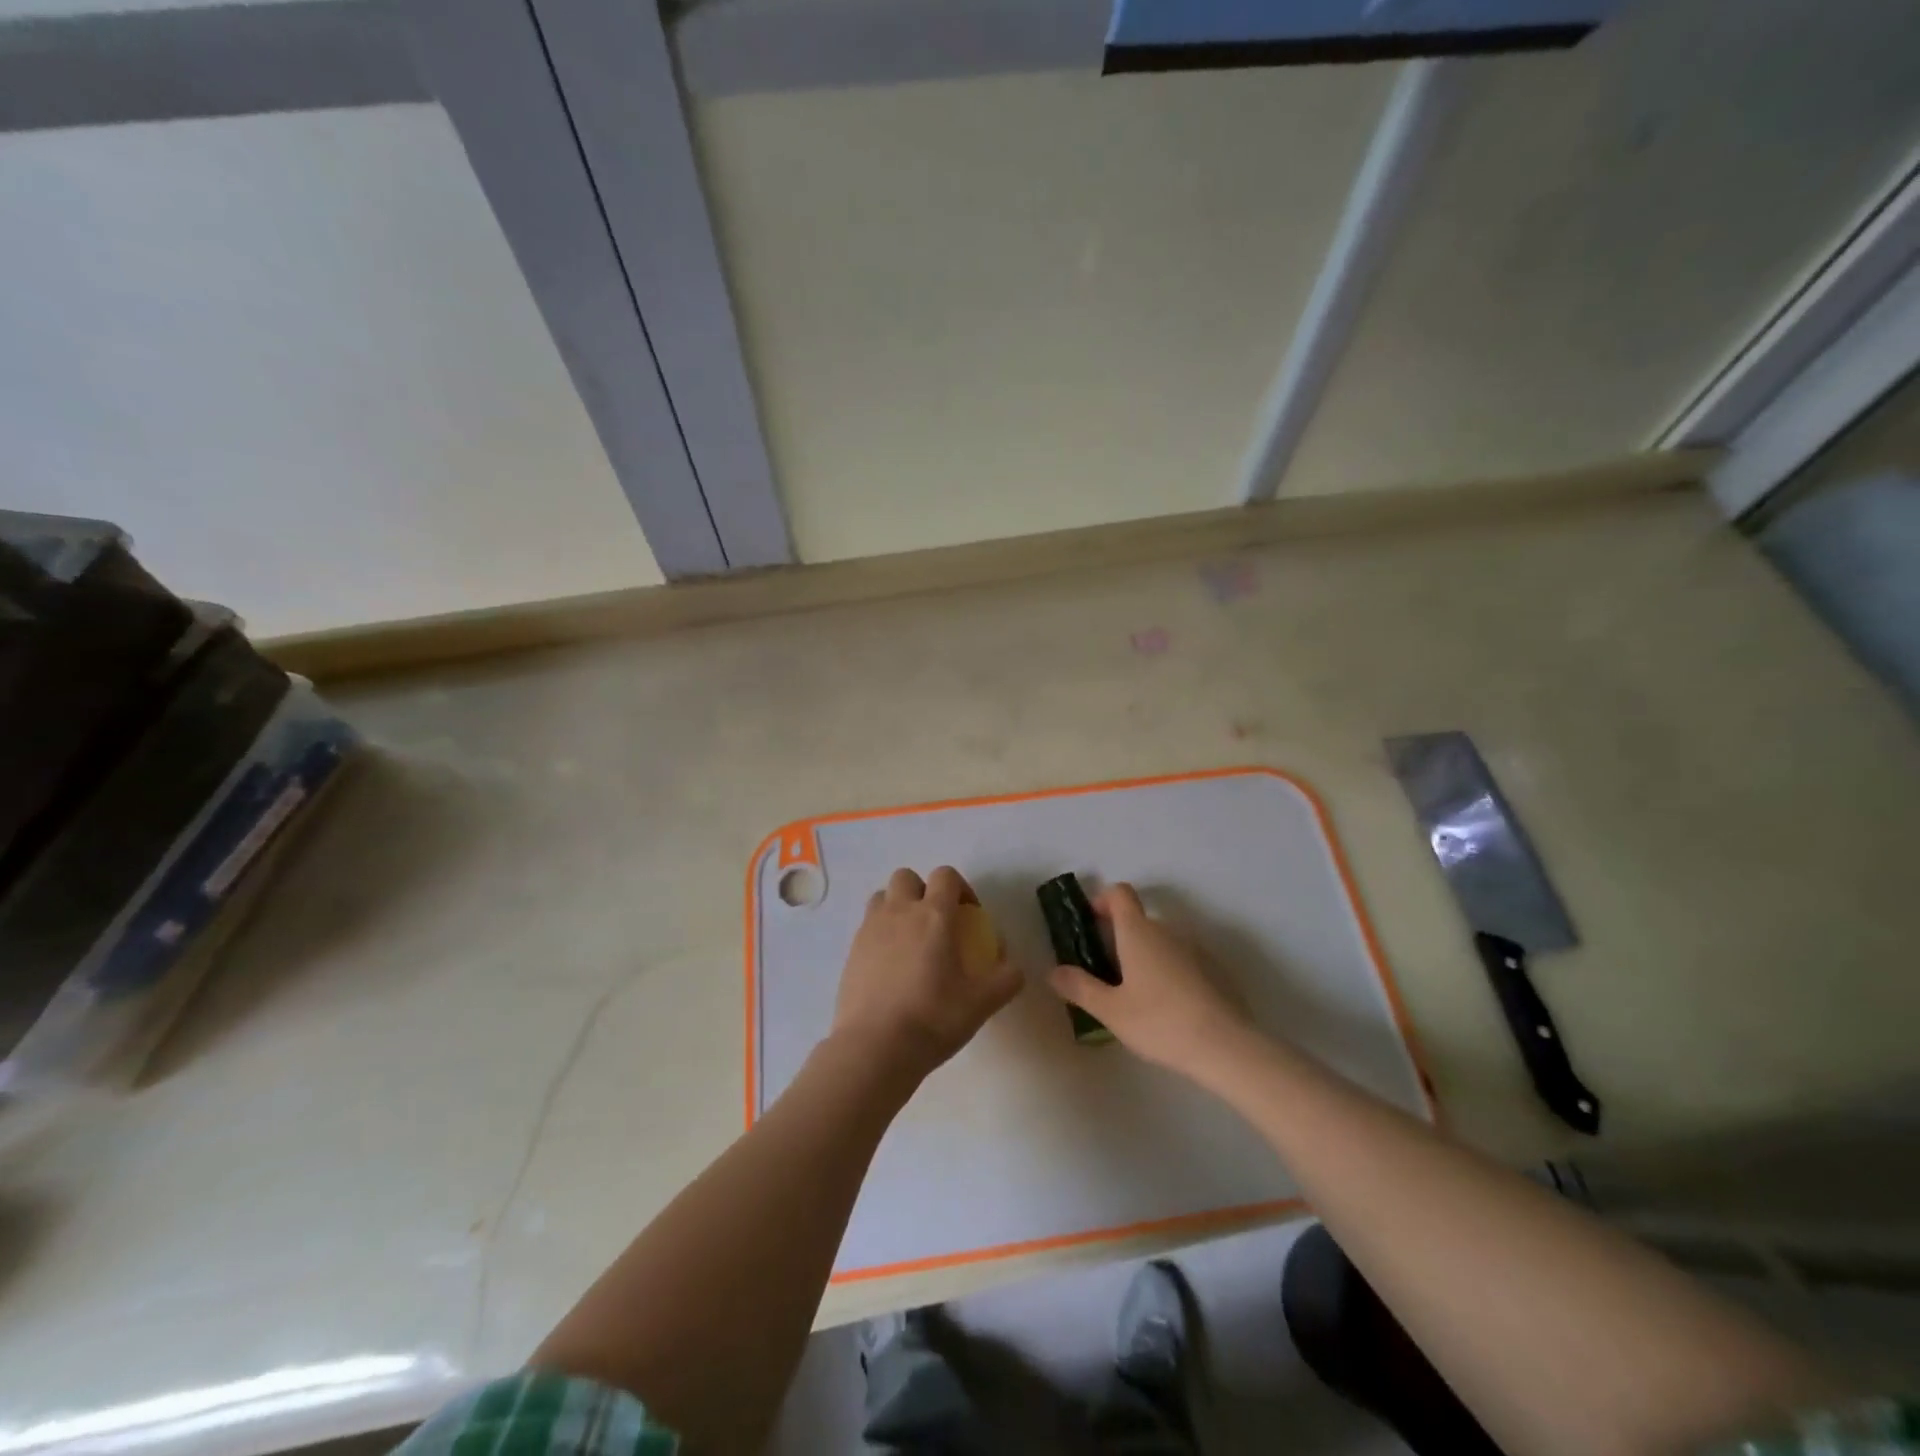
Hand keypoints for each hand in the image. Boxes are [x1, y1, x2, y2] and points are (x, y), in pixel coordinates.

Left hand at [832, 866, 1022, 1081]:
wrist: (875, 1047)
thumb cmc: (933, 1018)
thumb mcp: (982, 1003)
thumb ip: (1006, 979)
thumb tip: (1014, 967)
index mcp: (933, 915)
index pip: (946, 875)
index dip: (960, 887)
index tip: (969, 914)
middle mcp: (899, 912)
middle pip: (907, 877)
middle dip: (922, 890)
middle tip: (936, 922)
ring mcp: (870, 929)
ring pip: (882, 897)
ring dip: (897, 907)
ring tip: (910, 940)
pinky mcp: (851, 951)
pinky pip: (867, 927)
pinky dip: (880, 935)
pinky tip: (891, 967)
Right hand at [1047, 883, 1252, 1075]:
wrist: (1226, 1047)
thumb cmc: (1160, 1022)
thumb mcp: (1111, 1010)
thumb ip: (1080, 987)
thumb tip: (1054, 972)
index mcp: (1138, 932)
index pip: (1120, 893)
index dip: (1102, 900)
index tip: (1090, 924)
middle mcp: (1167, 930)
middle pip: (1138, 919)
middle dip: (1119, 938)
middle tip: (1105, 973)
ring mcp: (1195, 949)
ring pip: (1161, 941)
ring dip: (1144, 956)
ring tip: (1136, 995)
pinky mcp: (1215, 970)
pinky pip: (1182, 959)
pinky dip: (1169, 971)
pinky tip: (1169, 1007)